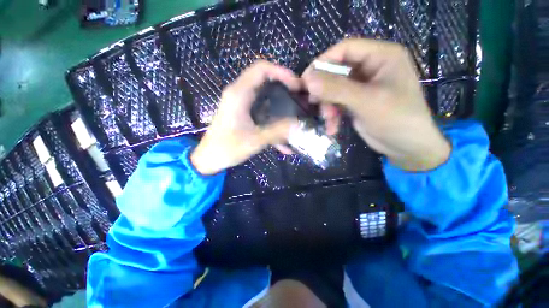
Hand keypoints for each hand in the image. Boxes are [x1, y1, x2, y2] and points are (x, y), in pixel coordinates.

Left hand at [191, 61, 300, 174]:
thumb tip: (299, 125)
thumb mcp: (255, 140)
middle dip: (285, 87)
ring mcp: (242, 105)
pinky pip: (262, 111)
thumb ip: (278, 131)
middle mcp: (240, 94)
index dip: (282, 72)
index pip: (262, 69)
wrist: (209, 159)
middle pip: (265, 80)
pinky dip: (273, 120)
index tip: (297, 86)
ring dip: (281, 104)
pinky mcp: (244, 114)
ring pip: (265, 96)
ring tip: (296, 115)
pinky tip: (284, 139)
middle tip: (300, 99)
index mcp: (239, 94)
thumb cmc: (227, 148)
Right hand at [302, 39, 449, 170]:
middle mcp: (371, 68)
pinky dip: (332, 114)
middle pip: (337, 70)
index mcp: (381, 56)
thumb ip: (336, 89)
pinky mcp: (357, 102)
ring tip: (328, 119)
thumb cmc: (396, 119)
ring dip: (327, 104)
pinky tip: (332, 127)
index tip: (306, 80)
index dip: (323, 61)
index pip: (345, 49)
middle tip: (314, 102)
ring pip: (334, 88)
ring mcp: (363, 86)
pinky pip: (337, 102)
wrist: (407, 147)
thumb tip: (308, 80)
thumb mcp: (366, 101)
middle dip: (325, 89)